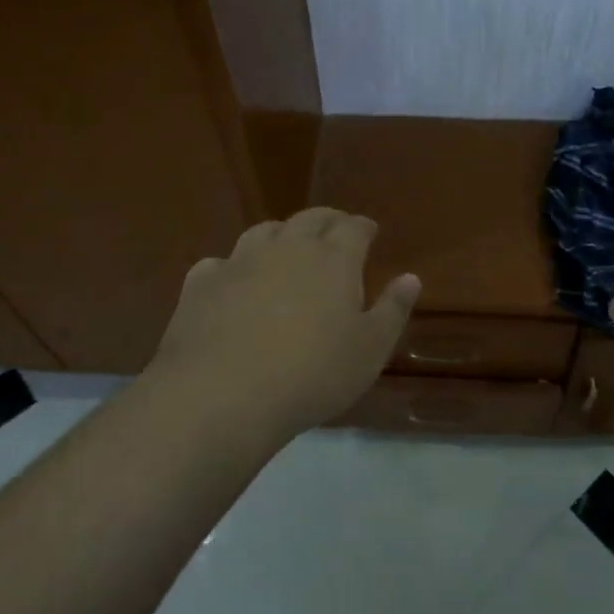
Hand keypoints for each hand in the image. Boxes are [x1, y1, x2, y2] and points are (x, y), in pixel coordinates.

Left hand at [145, 208, 420, 439]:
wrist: (223, 394)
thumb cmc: (312, 374)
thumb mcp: (370, 350)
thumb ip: (392, 310)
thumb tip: (411, 277)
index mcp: (333, 259)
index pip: (353, 228)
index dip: (363, 227)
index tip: (370, 232)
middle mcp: (287, 247)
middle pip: (310, 219)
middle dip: (327, 220)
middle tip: (335, 228)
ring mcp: (240, 261)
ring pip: (264, 232)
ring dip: (281, 233)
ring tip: (286, 246)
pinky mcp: (202, 283)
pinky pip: (220, 263)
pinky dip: (232, 267)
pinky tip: (232, 281)